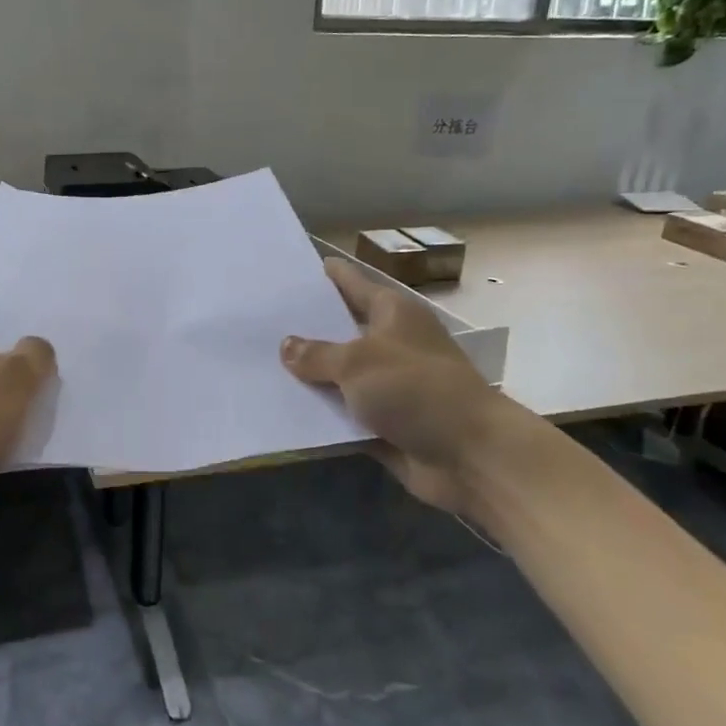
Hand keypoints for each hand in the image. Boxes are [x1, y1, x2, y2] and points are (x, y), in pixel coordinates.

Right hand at [282, 257, 508, 516]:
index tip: (285, 269)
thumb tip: (287, 346)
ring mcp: (387, 385)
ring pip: (337, 375)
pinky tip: (280, 409)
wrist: (469, 456)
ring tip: (257, 365)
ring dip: (307, 376)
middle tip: (256, 322)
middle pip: (340, 329)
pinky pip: (342, 413)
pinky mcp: (383, 423)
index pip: (350, 283)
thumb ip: (316, 354)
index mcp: (392, 313)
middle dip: (303, 328)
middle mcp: (389, 343)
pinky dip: (319, 414)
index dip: (321, 275)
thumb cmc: (415, 389)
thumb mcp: (357, 362)